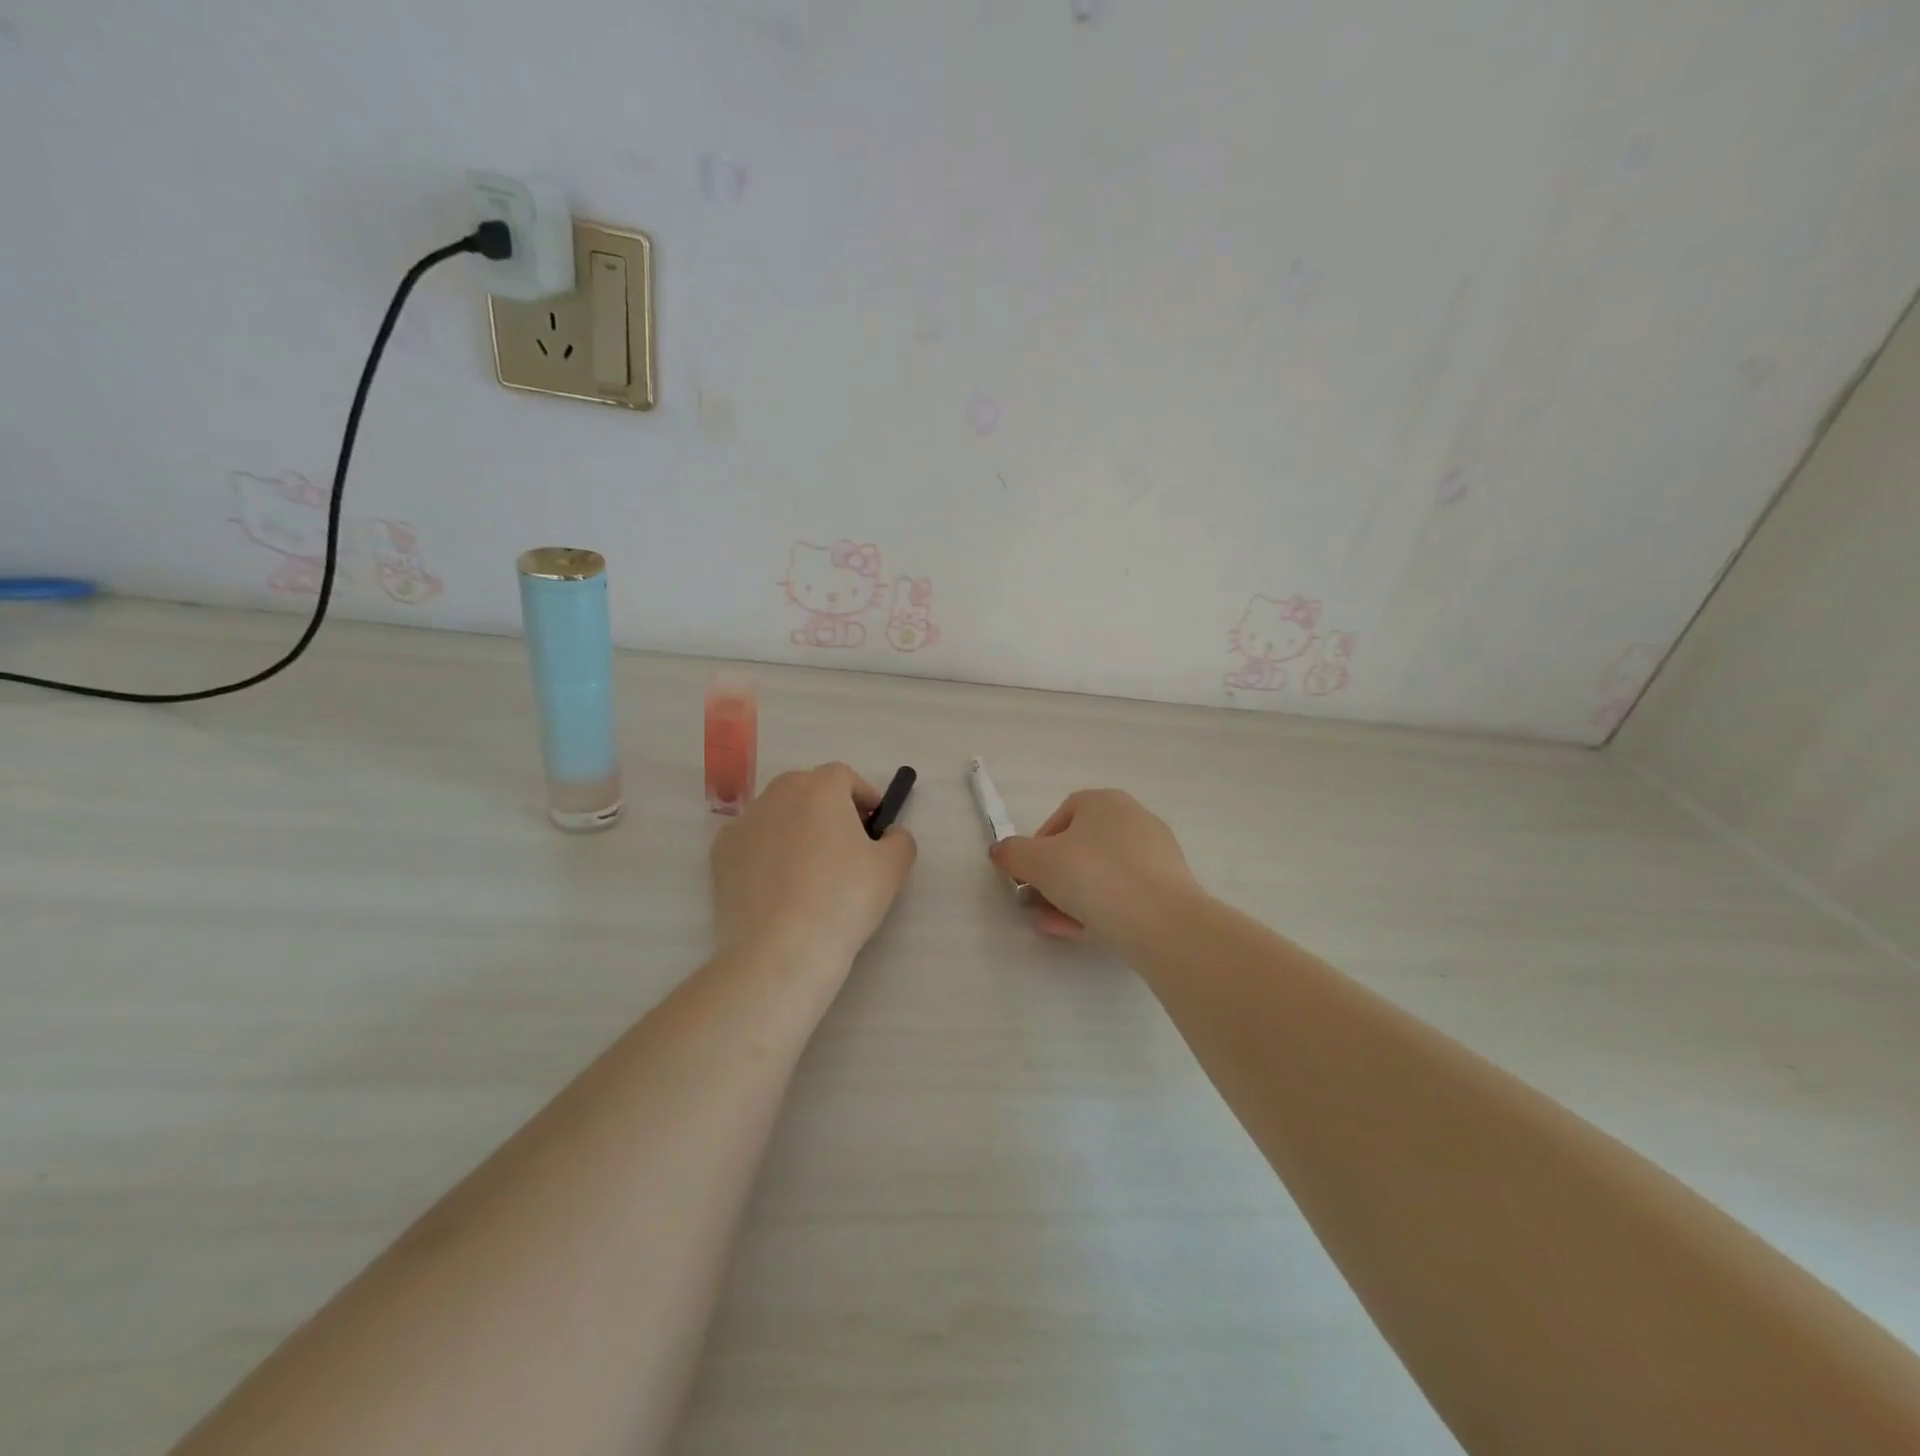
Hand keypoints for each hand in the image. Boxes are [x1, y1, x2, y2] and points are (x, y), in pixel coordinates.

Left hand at [711, 762, 917, 974]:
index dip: (863, 796)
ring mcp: (744, 823)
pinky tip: (778, 886)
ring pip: (777, 813)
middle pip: (807, 788)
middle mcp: (777, 795)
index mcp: (820, 789)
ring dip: (796, 828)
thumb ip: (900, 839)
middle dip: (828, 808)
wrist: (780, 951)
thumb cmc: (844, 900)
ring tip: (809, 869)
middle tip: (844, 845)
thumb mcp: (892, 869)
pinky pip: (752, 840)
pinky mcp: (721, 854)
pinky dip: (767, 851)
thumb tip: (889, 834)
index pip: (844, 776)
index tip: (874, 826)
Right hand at [989, 789, 1203, 943]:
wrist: (1161, 921)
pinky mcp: (1170, 886)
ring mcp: (1156, 853)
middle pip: (1081, 848)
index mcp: (1104, 801)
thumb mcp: (1038, 862)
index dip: (1038, 846)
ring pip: (1102, 875)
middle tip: (1040, 906)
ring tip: (1057, 927)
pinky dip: (1103, 909)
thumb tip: (1000, 850)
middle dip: (1055, 879)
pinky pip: (1126, 893)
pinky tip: (1087, 933)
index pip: (1062, 816)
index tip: (1029, 876)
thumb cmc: (1093, 877)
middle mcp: (1134, 818)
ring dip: (1073, 899)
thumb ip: (1012, 853)